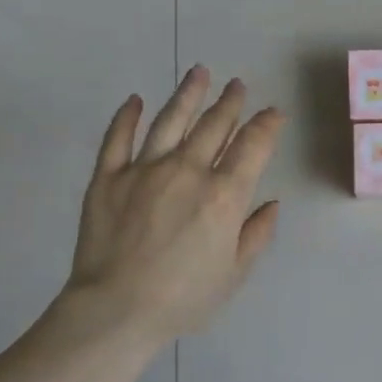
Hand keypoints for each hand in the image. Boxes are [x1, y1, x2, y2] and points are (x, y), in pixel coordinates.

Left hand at [55, 66, 284, 346]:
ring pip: (170, 120)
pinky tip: (135, 100)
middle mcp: (188, 171)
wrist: (116, 309)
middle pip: (214, 126)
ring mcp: (144, 170)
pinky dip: (126, 116)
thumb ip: (256, 234)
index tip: (274, 113)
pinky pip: (117, 138)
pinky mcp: (107, 178)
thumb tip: (270, 204)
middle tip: (237, 86)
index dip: (267, 125)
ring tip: (199, 72)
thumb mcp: (234, 273)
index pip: (253, 146)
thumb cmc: (184, 298)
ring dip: (187, 94)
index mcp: (224, 195)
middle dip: (230, 103)